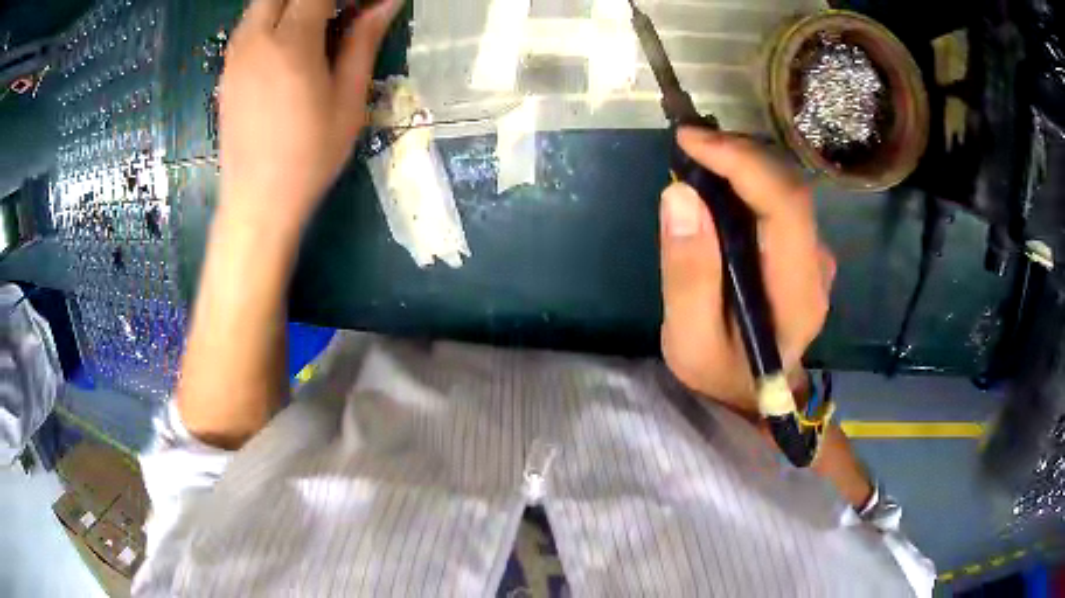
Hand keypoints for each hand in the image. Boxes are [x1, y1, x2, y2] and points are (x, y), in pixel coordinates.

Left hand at [219, 0, 402, 223]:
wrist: (256, 202)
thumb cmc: (309, 156)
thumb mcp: (347, 99)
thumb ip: (363, 42)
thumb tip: (386, 2)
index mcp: (291, 42)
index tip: (362, 4)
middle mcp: (256, 39)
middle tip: (339, 10)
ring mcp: (235, 56)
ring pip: (260, 5)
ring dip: (289, 4)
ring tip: (318, 22)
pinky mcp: (225, 72)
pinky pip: (248, 26)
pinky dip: (271, 18)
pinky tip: (289, 42)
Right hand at [660, 128, 834, 413]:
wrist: (754, 393)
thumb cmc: (722, 373)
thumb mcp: (689, 340)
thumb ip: (688, 274)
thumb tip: (680, 194)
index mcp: (798, 293)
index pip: (785, 206)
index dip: (741, 162)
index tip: (689, 141)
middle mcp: (817, 265)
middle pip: (788, 187)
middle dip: (738, 153)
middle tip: (687, 145)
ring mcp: (815, 255)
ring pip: (786, 187)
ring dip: (742, 161)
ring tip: (697, 158)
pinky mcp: (804, 249)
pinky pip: (780, 198)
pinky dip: (748, 178)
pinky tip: (719, 181)